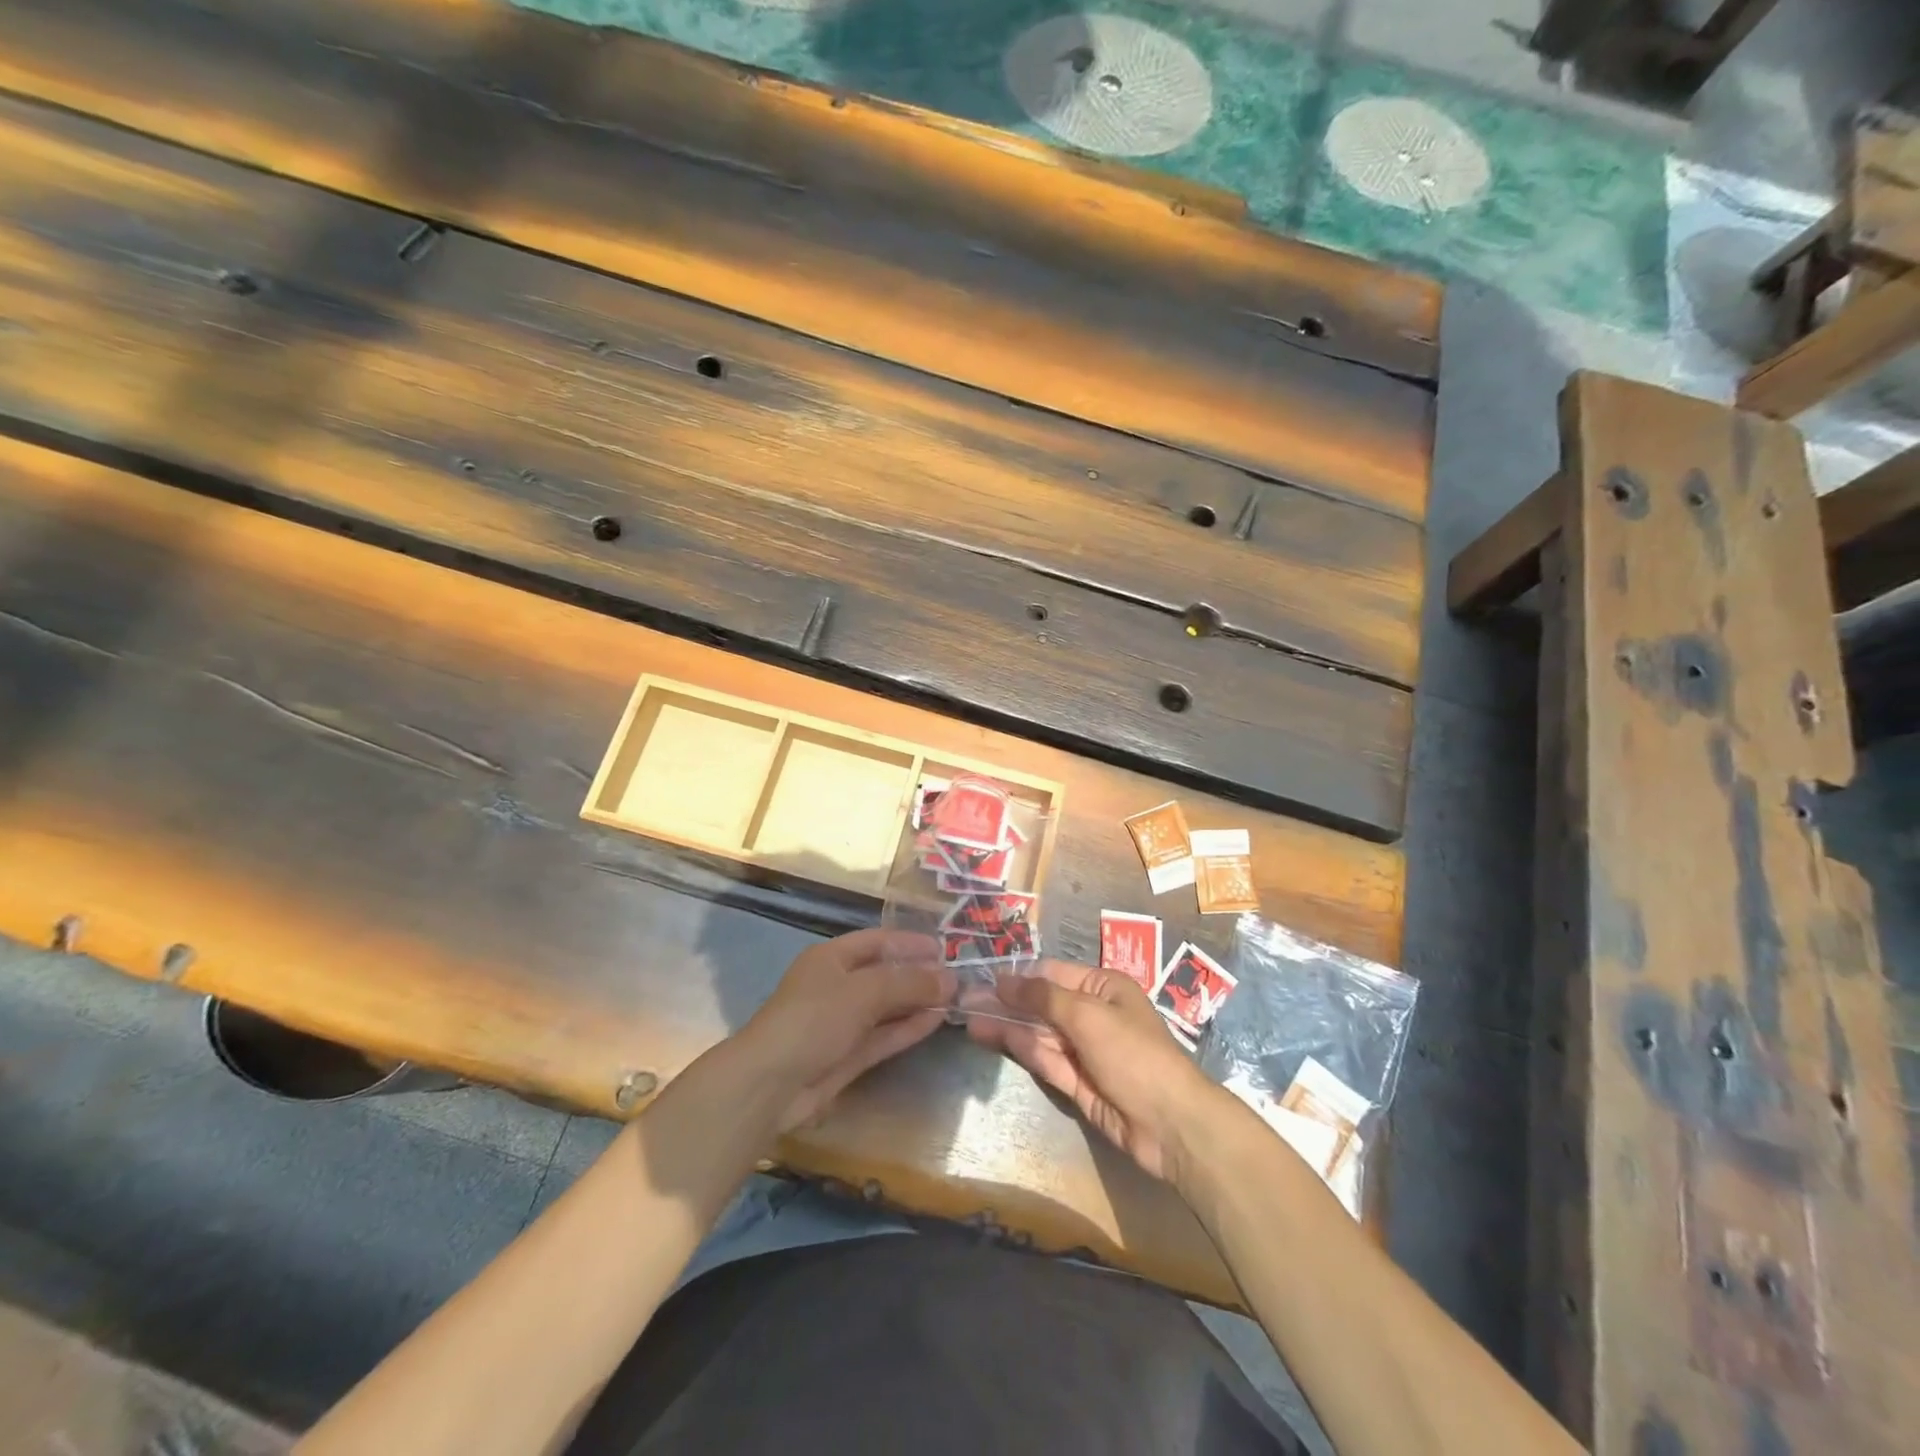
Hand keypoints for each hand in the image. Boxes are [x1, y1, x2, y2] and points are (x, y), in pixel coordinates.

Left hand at [732, 928, 954, 1132]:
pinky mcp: (848, 1056)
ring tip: (955, 999)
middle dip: (918, 975)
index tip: (944, 948)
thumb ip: (908, 983)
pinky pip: (884, 1035)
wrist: (772, 1083)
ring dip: (917, 1002)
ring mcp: (842, 1023)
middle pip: (884, 974)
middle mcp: (837, 986)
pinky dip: (908, 1028)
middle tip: (957, 977)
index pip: (876, 942)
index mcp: (831, 958)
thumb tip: (949, 979)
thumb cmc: (814, 1019)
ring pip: (887, 1007)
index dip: (909, 943)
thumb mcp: (863, 991)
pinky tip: (936, 1021)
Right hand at [966, 960, 1219, 1182]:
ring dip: (1006, 1026)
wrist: (1170, 1124)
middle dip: (1006, 1002)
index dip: (1018, 976)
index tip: (983, 978)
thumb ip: (1043, 997)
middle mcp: (1092, 1014)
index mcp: (1103, 987)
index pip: (1052, 974)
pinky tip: (992, 1037)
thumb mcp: (1087, 1015)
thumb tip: (1005, 980)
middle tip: (965, 1000)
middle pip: (1042, 1004)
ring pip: (1038, 1033)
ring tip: (968, 1019)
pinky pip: (1045, 1060)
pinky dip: (1020, 1049)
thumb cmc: (1132, 1053)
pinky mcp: (1077, 1083)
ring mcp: (1084, 1050)